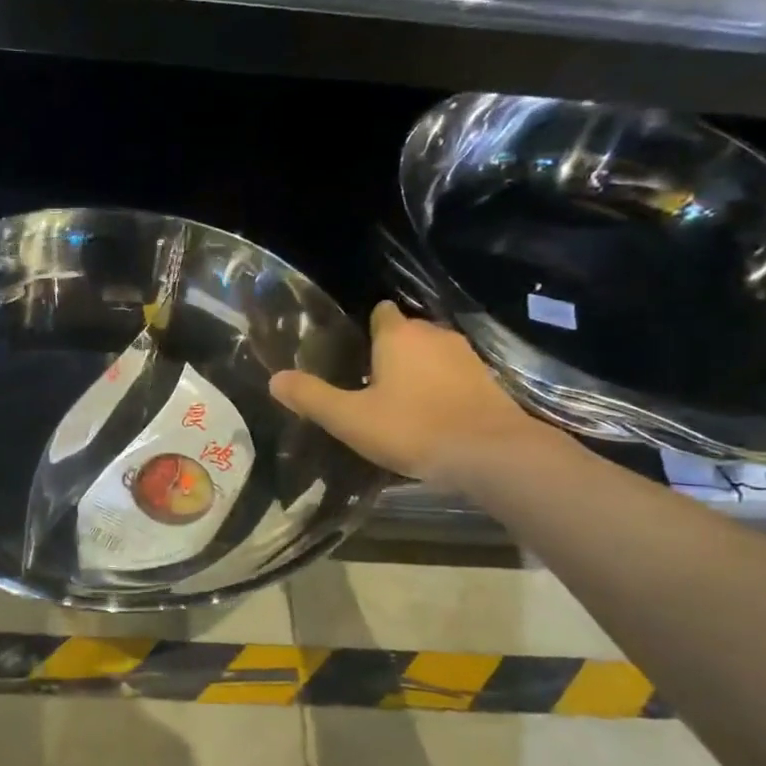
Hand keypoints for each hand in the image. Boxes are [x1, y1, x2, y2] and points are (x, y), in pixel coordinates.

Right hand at [270, 303, 562, 489]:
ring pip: (433, 353)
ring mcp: (466, 356)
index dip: (367, 328)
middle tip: (369, 383)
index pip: (380, 312)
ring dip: (419, 370)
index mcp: (398, 335)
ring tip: (400, 401)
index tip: (353, 352)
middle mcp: (434, 334)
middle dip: (390, 351)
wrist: (491, 454)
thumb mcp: (349, 418)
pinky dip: (443, 387)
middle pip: (407, 332)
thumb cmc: (412, 428)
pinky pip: (455, 375)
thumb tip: (275, 379)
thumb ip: (311, 397)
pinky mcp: (488, 381)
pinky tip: (434, 414)